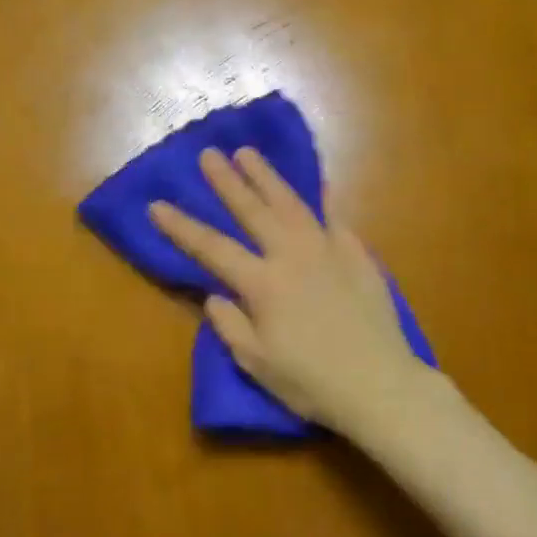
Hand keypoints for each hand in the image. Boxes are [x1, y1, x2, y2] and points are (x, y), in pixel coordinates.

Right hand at [148, 147, 431, 432]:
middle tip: (209, 153)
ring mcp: (328, 250)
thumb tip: (214, 296)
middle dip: (227, 181)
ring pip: (292, 204)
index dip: (181, 227)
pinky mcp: (358, 255)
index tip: (157, 204)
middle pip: (253, 211)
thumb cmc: (311, 382)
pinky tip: (319, 183)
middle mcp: (292, 256)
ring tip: (249, 153)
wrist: (379, 384)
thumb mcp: (257, 363)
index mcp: (262, 284)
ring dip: (267, 176)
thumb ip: (231, 325)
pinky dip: (325, 198)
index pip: (212, 248)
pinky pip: (336, 218)